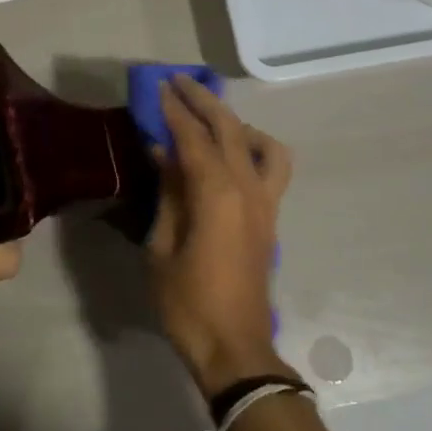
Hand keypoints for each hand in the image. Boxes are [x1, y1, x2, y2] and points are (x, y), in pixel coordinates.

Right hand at [147, 75, 293, 395]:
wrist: (235, 348)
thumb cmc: (188, 303)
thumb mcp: (161, 248)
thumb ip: (168, 195)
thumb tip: (164, 155)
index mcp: (217, 195)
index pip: (193, 138)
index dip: (174, 111)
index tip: (158, 88)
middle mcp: (248, 189)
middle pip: (229, 129)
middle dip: (204, 101)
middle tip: (179, 82)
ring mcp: (266, 203)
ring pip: (261, 144)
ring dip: (235, 122)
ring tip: (210, 119)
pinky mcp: (270, 217)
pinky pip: (272, 169)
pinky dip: (255, 149)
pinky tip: (231, 157)